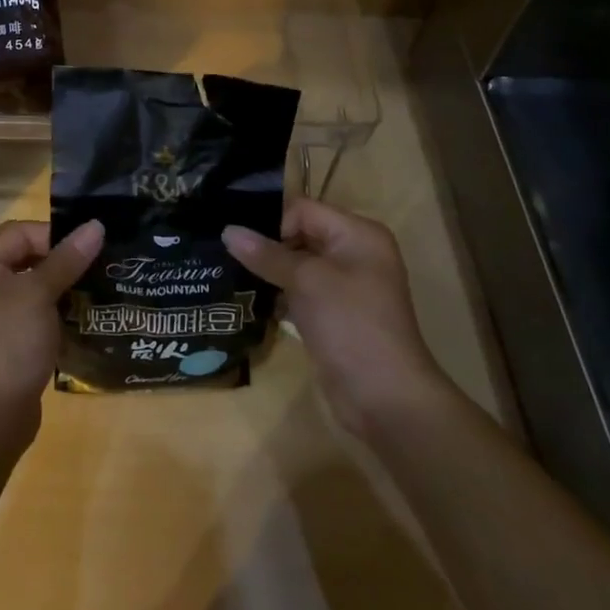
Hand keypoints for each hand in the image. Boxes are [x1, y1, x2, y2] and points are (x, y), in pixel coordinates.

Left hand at [0, 219, 102, 434]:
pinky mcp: (2, 339)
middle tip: (100, 266)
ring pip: (31, 286)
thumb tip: (96, 225)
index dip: (57, 237)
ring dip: (62, 288)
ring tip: (98, 290)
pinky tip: (82, 318)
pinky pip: (31, 312)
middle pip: (25, 257)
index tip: (91, 249)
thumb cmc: (7, 345)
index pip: (21, 233)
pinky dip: (54, 312)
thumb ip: (67, 259)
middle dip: (62, 262)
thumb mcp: (39, 296)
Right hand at [225, 198, 452, 435]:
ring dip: (267, 271)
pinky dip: (278, 294)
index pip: (303, 210)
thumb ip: (266, 254)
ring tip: (228, 273)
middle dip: (265, 245)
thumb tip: (227, 230)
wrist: (385, 400)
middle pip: (299, 234)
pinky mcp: (333, 315)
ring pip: (296, 266)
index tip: (237, 239)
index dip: (271, 221)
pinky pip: (299, 292)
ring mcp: (344, 287)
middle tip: (224, 252)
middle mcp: (354, 254)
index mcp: (358, 234)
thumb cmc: (351, 325)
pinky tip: (249, 299)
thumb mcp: (307, 281)